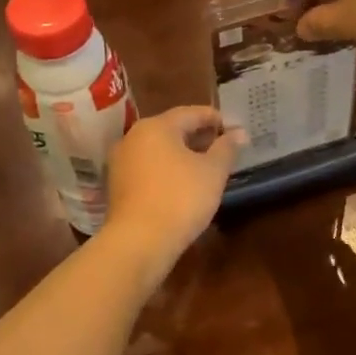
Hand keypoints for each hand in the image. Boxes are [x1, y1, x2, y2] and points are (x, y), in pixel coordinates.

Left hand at [103, 106, 241, 265]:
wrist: (138, 241)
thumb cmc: (181, 198)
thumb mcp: (213, 172)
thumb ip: (227, 148)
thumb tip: (239, 133)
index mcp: (156, 126)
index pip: (191, 113)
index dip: (215, 119)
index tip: (234, 129)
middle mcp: (133, 137)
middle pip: (172, 129)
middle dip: (198, 136)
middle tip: (222, 148)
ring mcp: (121, 162)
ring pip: (158, 149)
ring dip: (182, 154)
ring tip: (205, 167)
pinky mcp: (117, 186)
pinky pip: (147, 168)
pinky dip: (166, 170)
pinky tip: (182, 184)